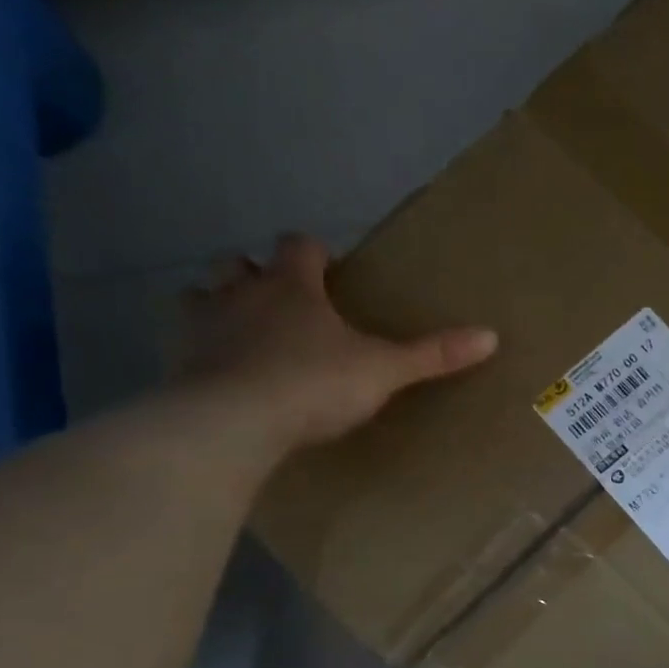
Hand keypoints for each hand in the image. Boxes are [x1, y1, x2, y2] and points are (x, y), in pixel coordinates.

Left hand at [174, 233, 497, 458]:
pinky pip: (183, 344)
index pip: (300, 245)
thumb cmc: (313, 383)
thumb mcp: (384, 371)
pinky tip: (219, 377)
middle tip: (282, 303)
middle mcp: (241, 293)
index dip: (314, 252)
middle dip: (257, 275)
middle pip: (239, 263)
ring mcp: (201, 325)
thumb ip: (433, 355)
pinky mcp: (177, 362)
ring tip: (243, 335)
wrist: (234, 422)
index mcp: (292, 286)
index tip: (328, 269)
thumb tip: (491, 336)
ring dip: (219, 307)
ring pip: (200, 296)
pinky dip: (200, 352)